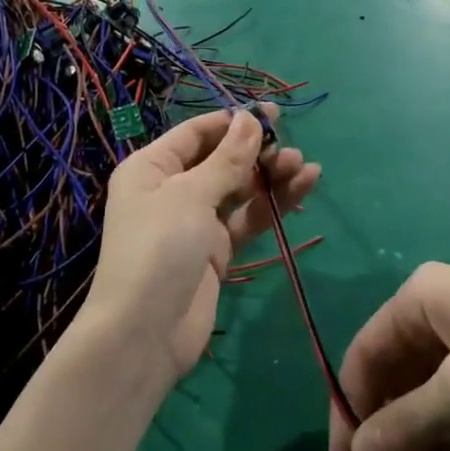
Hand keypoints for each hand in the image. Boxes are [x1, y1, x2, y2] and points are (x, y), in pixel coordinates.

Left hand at [81, 107, 320, 383]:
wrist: (144, 336)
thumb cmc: (158, 250)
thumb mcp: (191, 196)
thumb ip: (227, 159)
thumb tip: (250, 118)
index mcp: (153, 167)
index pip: (197, 133)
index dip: (233, 121)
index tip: (273, 114)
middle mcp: (173, 189)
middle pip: (221, 159)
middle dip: (257, 151)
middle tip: (291, 147)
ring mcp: (196, 221)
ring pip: (240, 188)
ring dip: (271, 176)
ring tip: (305, 166)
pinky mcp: (217, 250)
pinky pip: (248, 218)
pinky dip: (273, 204)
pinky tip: (303, 187)